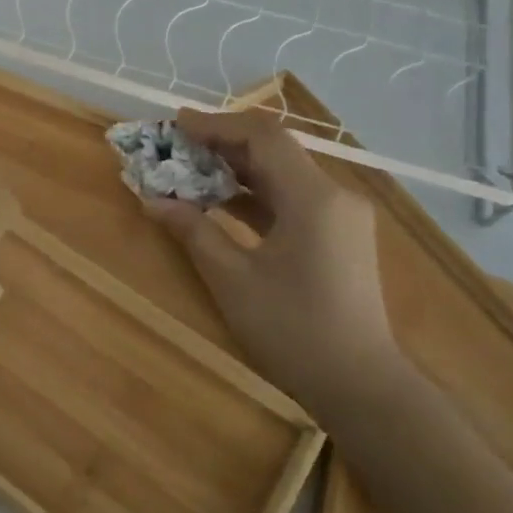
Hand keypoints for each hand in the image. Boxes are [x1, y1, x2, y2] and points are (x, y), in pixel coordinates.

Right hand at [145, 107, 398, 415]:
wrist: (361, 387)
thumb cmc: (293, 330)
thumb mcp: (232, 279)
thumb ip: (192, 230)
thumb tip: (152, 200)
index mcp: (313, 198)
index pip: (262, 137)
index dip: (216, 125)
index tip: (174, 125)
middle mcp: (334, 196)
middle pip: (274, 150)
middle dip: (222, 143)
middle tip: (175, 145)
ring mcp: (340, 217)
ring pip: (281, 174)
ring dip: (235, 168)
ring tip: (188, 169)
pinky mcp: (337, 236)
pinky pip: (290, 199)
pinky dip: (253, 194)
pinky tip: (218, 202)